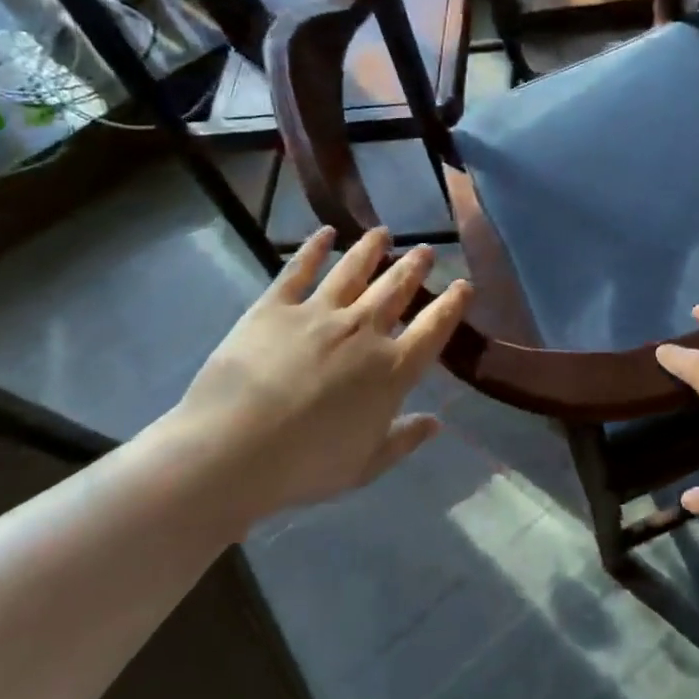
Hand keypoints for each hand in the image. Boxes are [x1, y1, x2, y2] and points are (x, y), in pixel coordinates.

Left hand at [158, 227, 471, 526]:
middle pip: (396, 289)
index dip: (452, 304)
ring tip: (383, 233)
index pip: (434, 327)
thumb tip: (436, 423)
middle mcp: (363, 330)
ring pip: (354, 270)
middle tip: (424, 250)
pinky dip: (313, 248)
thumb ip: (404, 439)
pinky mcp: (275, 307)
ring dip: (371, 249)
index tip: (464, 284)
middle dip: (414, 266)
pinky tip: (324, 232)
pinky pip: (299, 270)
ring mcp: (319, 313)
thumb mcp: (365, 465)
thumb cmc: (306, 466)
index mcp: (391, 369)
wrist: (233, 450)